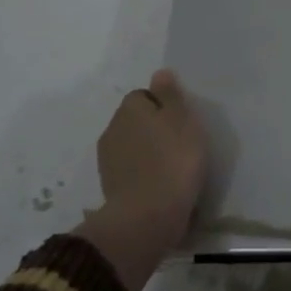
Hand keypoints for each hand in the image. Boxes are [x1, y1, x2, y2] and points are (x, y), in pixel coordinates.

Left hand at [94, 69, 208, 251]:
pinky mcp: (110, 188)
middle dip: (153, 129)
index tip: (181, 122)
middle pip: (136, 121)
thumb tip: (159, 73)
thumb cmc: (173, 160)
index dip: (163, 106)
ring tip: (172, 168)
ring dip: (147, 153)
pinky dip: (143, 175)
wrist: (148, 216)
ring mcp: (108, 161)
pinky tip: (161, 186)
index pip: (143, 96)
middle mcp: (112, 129)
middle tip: (180, 144)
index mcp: (129, 109)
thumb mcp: (182, 119)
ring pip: (132, 147)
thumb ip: (170, 94)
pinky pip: (131, 172)